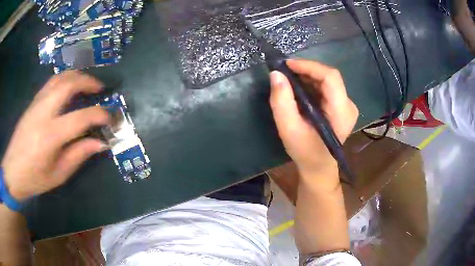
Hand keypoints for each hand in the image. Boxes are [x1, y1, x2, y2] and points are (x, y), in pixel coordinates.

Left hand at [1, 71, 110, 200]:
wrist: (12, 171)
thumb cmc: (34, 178)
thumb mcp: (58, 175)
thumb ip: (78, 155)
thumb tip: (100, 143)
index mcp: (50, 136)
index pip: (80, 118)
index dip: (99, 115)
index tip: (111, 118)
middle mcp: (43, 112)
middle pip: (68, 84)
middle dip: (88, 82)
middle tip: (100, 88)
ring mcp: (36, 104)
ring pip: (59, 78)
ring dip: (77, 76)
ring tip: (87, 83)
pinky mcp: (32, 102)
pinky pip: (51, 82)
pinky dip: (64, 79)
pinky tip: (69, 87)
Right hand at [269, 60, 357, 179]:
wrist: (318, 166)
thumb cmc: (304, 151)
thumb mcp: (288, 129)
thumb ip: (281, 101)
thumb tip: (276, 74)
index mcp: (341, 112)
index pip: (330, 77)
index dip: (309, 66)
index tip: (287, 65)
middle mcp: (349, 105)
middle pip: (329, 76)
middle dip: (306, 70)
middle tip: (285, 72)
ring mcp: (347, 105)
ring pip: (328, 80)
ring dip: (308, 76)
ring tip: (289, 79)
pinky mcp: (342, 106)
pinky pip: (327, 87)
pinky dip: (312, 83)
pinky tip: (299, 88)